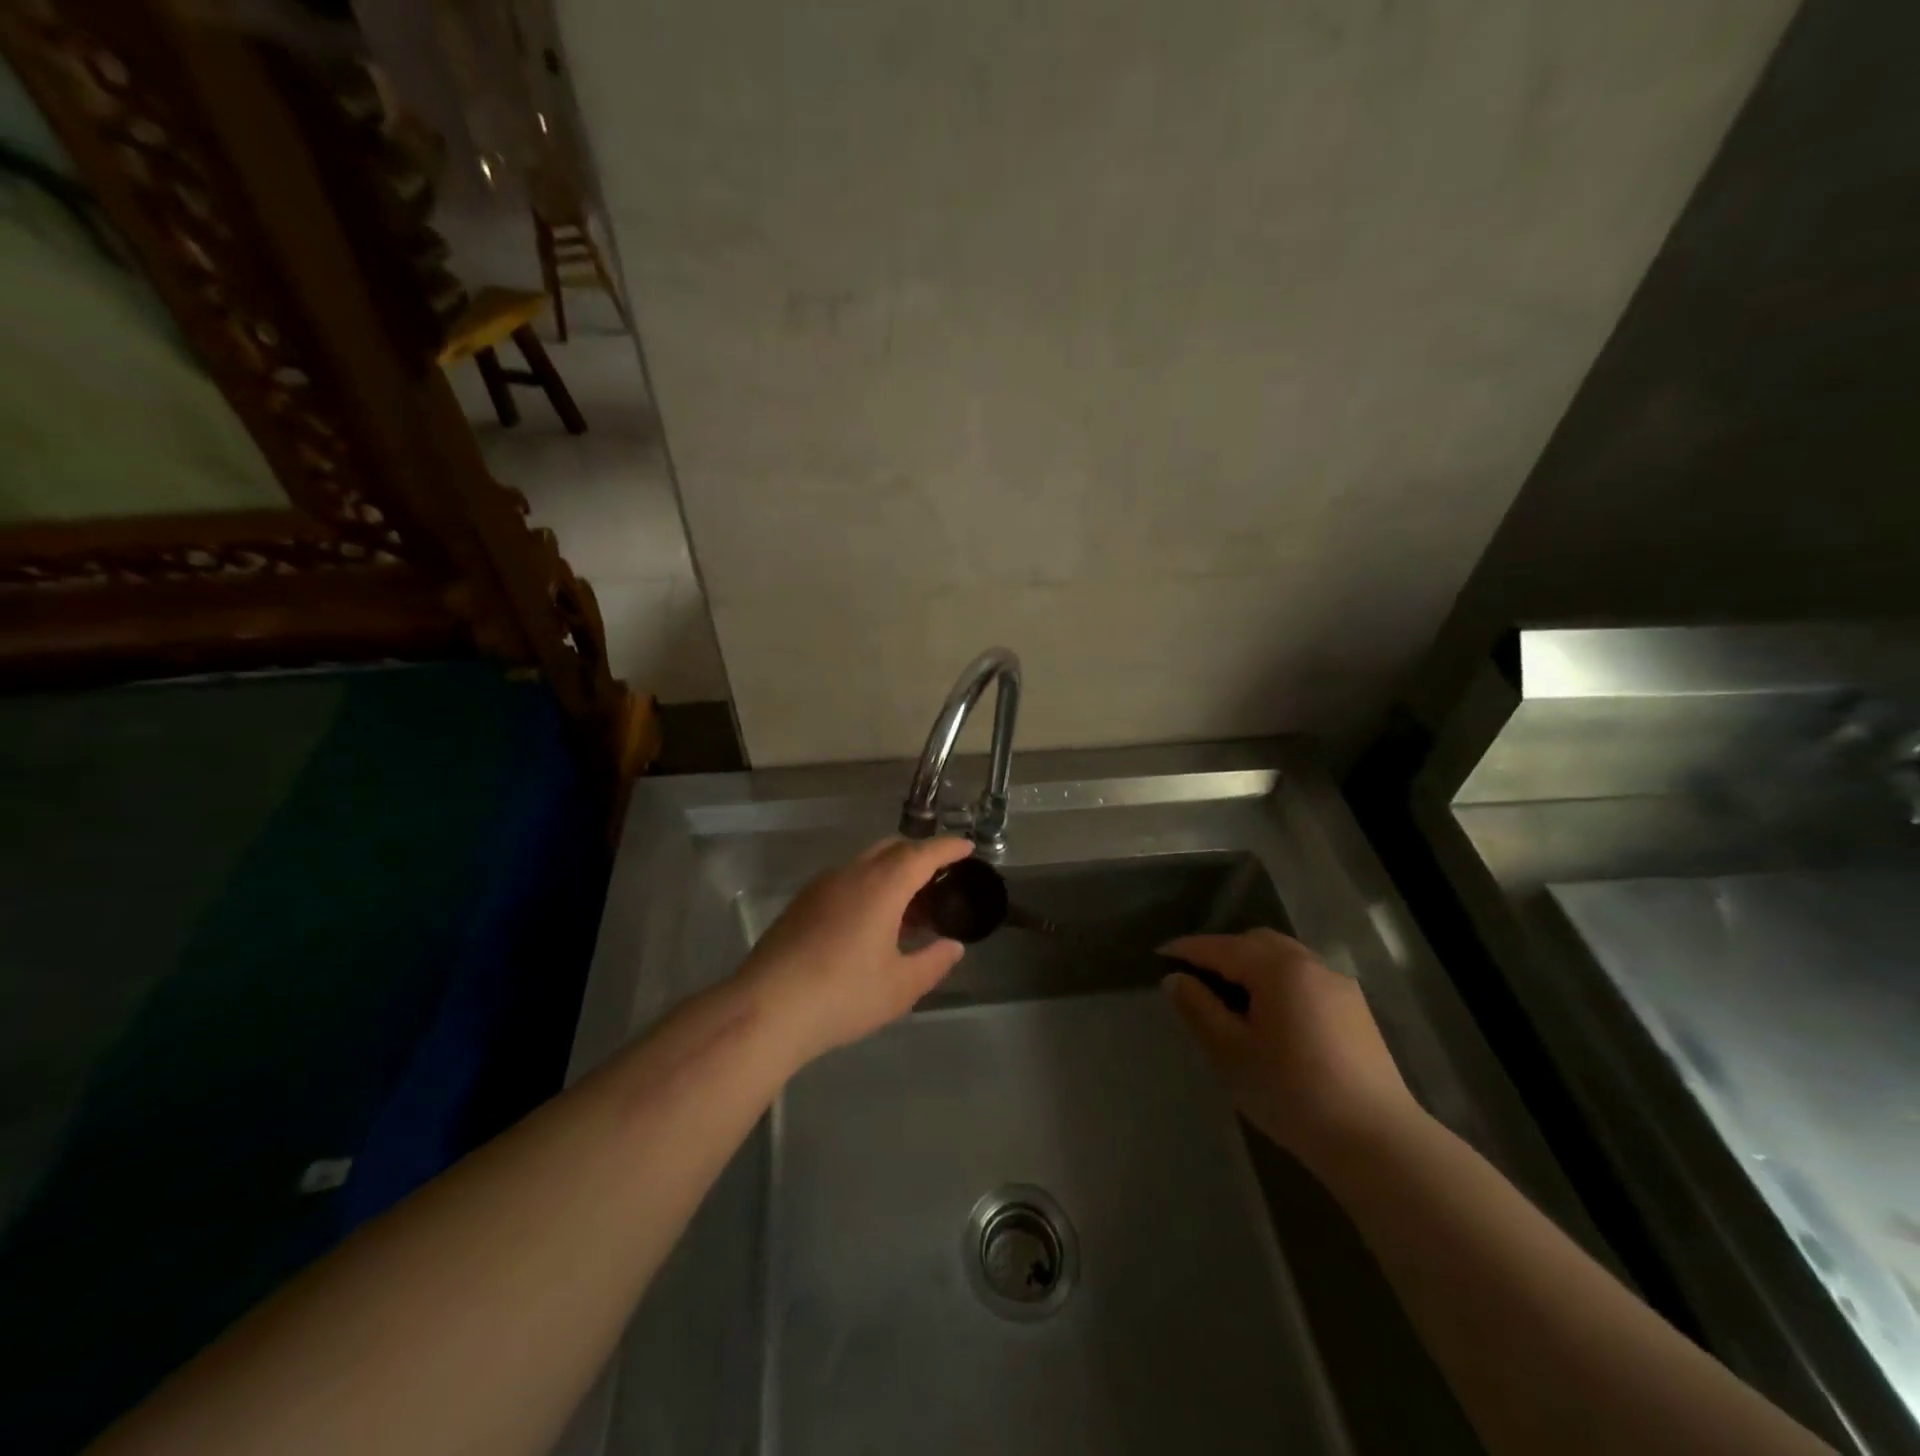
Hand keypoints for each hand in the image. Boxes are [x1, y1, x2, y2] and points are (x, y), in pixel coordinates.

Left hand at [738, 836, 973, 1066]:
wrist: (766, 1009)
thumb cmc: (843, 995)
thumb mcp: (900, 987)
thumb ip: (933, 962)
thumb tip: (953, 947)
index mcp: (882, 885)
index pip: (923, 853)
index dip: (948, 848)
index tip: (967, 847)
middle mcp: (851, 874)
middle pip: (892, 848)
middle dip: (920, 855)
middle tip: (940, 878)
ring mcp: (821, 886)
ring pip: (866, 863)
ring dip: (892, 872)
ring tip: (908, 907)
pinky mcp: (801, 903)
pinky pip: (846, 879)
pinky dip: (868, 885)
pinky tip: (871, 921)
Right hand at [1162, 929, 1421, 1173]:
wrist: (1377, 1142)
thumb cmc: (1292, 1092)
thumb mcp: (1230, 1052)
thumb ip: (1198, 1008)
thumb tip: (1175, 979)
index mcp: (1278, 968)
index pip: (1221, 947)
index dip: (1187, 949)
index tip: (1159, 955)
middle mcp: (1311, 964)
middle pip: (1256, 942)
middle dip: (1222, 952)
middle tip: (1195, 977)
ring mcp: (1339, 986)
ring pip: (1284, 958)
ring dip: (1252, 966)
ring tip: (1230, 997)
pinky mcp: (1356, 1011)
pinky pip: (1305, 979)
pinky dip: (1278, 982)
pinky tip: (1271, 1016)